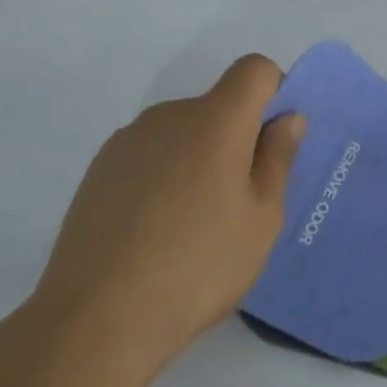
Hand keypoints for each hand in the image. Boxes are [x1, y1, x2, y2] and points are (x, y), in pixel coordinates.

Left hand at [21, 53, 304, 381]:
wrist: (98, 317)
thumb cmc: (199, 265)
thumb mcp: (261, 218)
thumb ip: (278, 158)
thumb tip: (288, 117)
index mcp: (216, 120)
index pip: (254, 69)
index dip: (274, 92)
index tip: (274, 142)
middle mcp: (169, 116)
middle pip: (217, 105)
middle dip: (237, 137)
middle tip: (238, 202)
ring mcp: (128, 140)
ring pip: (182, 132)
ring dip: (198, 158)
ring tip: (191, 224)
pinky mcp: (98, 169)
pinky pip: (149, 154)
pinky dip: (163, 175)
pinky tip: (153, 230)